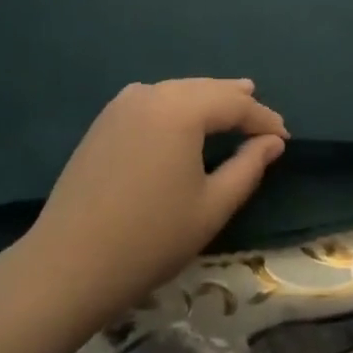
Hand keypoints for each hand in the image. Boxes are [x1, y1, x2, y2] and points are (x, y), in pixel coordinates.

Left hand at [17, 79, 287, 327]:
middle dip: (235, 100)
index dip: (263, 118)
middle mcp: (152, 93)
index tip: (285, 137)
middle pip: (204, 89)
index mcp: (180, 108)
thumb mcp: (210, 208)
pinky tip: (184, 117)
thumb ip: (247, 169)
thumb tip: (272, 142)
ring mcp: (123, 103)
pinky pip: (153, 100)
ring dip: (205, 99)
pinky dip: (177, 105)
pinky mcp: (105, 120)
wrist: (67, 264)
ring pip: (177, 91)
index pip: (233, 103)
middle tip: (261, 111)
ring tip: (230, 103)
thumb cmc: (148, 240)